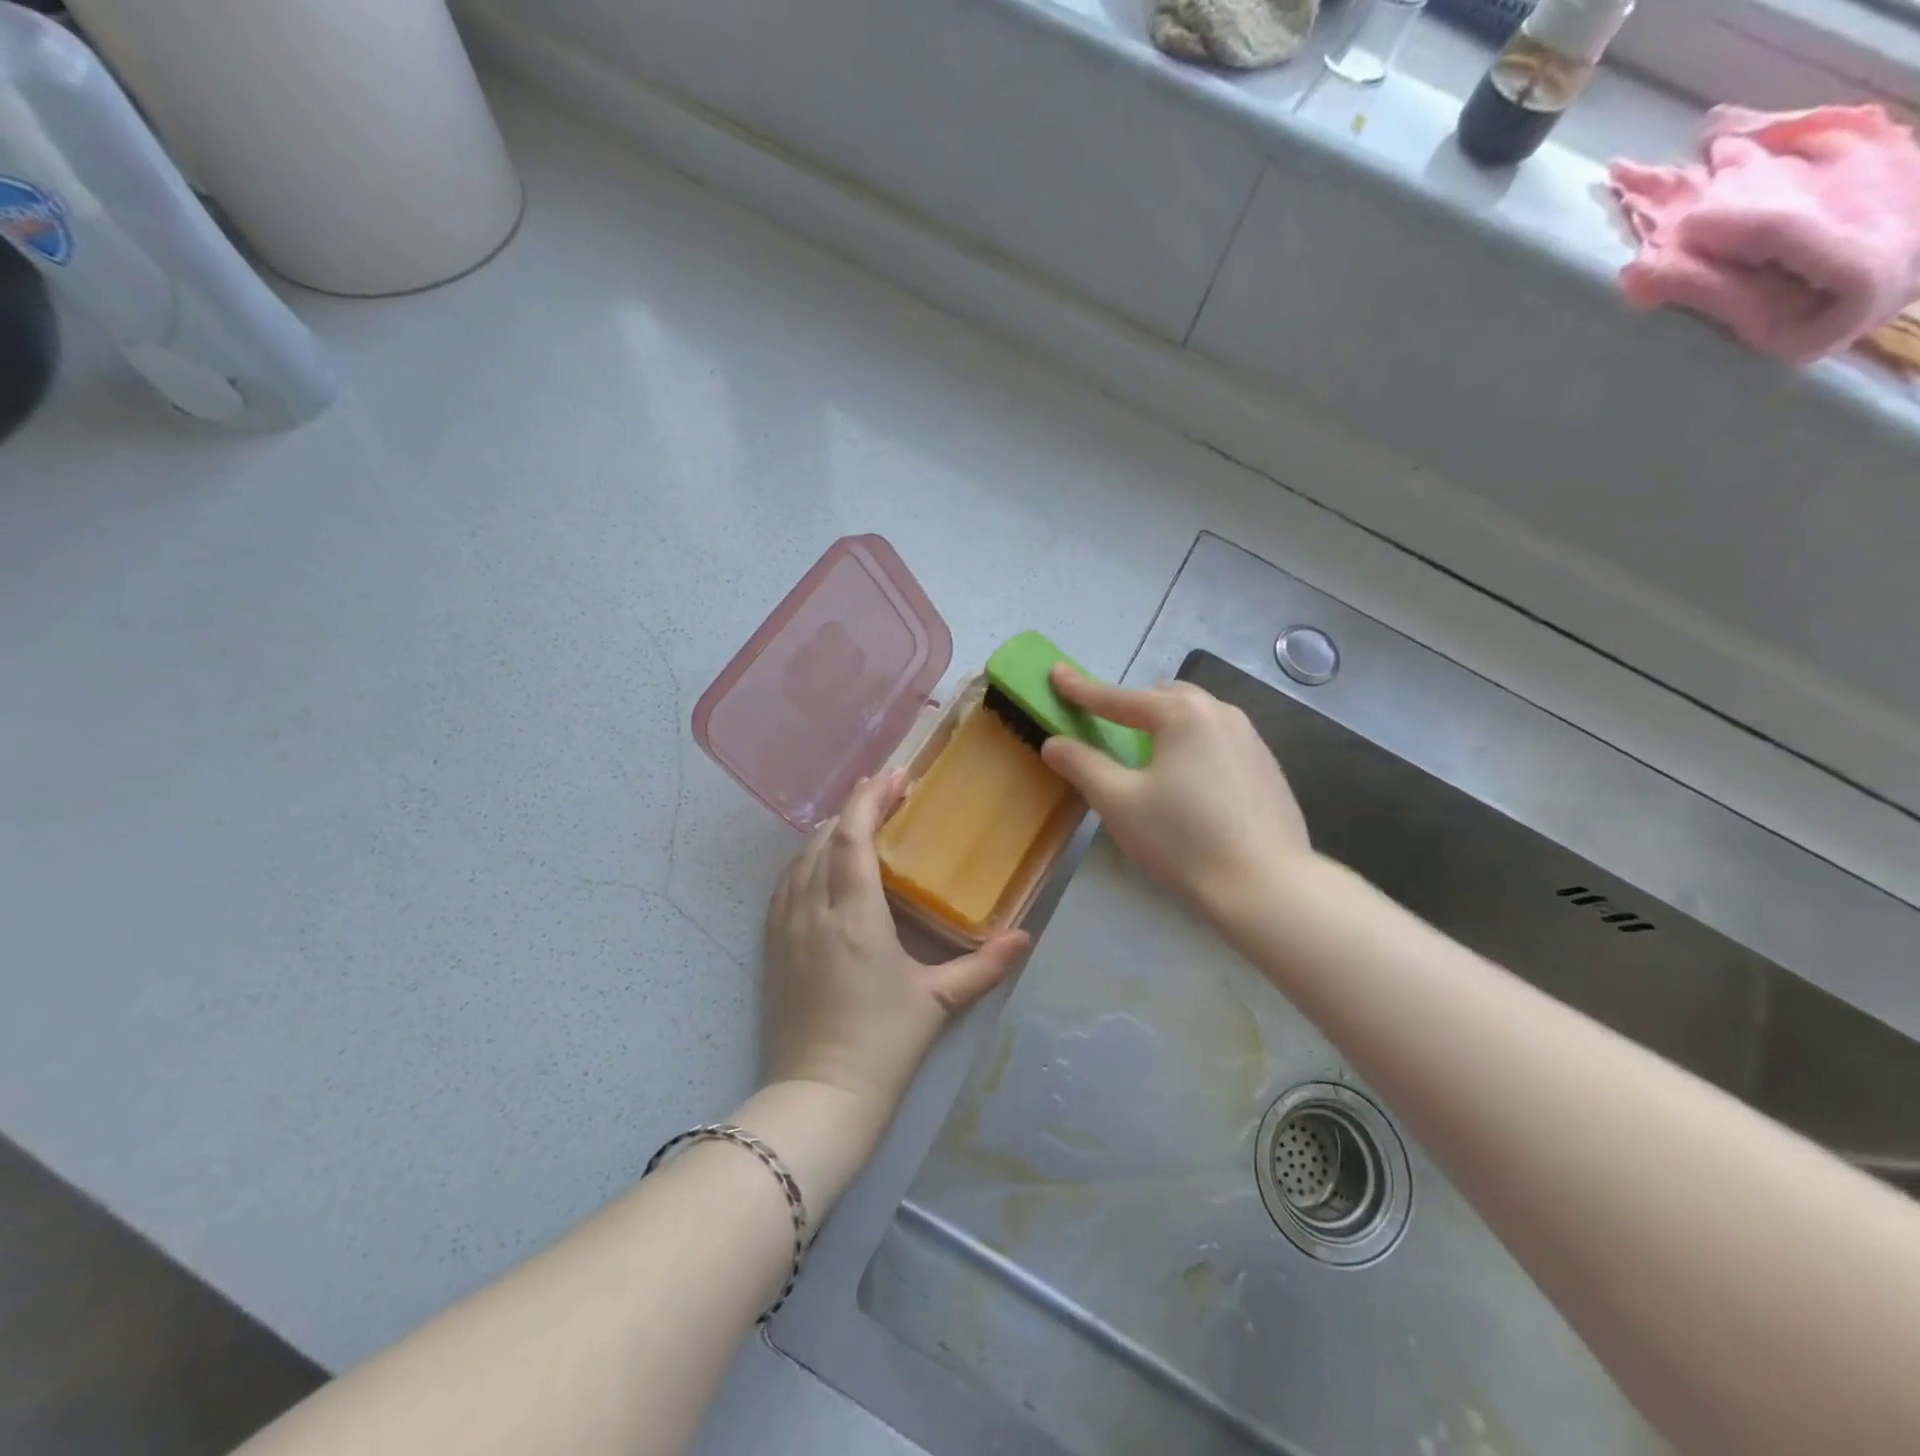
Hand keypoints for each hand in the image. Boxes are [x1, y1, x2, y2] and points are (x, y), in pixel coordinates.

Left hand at [761, 771, 1029, 1124]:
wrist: (820, 1096)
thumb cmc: (884, 1045)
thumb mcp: (939, 1001)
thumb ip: (984, 966)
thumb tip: (1025, 937)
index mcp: (856, 917)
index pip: (853, 838)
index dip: (870, 800)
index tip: (894, 777)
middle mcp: (814, 911)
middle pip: (825, 840)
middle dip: (853, 809)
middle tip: (884, 793)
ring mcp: (786, 928)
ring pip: (800, 859)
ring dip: (828, 833)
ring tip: (856, 821)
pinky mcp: (771, 947)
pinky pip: (784, 886)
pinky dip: (804, 861)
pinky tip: (818, 863)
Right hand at [1040, 664, 1310, 912]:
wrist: (1266, 888)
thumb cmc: (1183, 840)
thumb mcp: (1118, 802)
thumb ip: (1082, 765)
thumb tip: (1054, 742)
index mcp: (1182, 714)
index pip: (1118, 698)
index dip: (1081, 688)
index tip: (1056, 673)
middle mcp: (1221, 714)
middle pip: (1164, 699)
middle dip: (1132, 706)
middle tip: (1109, 727)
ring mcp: (1252, 740)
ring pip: (1197, 719)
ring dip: (1166, 727)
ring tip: (1150, 757)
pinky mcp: (1268, 770)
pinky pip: (1220, 743)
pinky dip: (1194, 750)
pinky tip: (1191, 787)